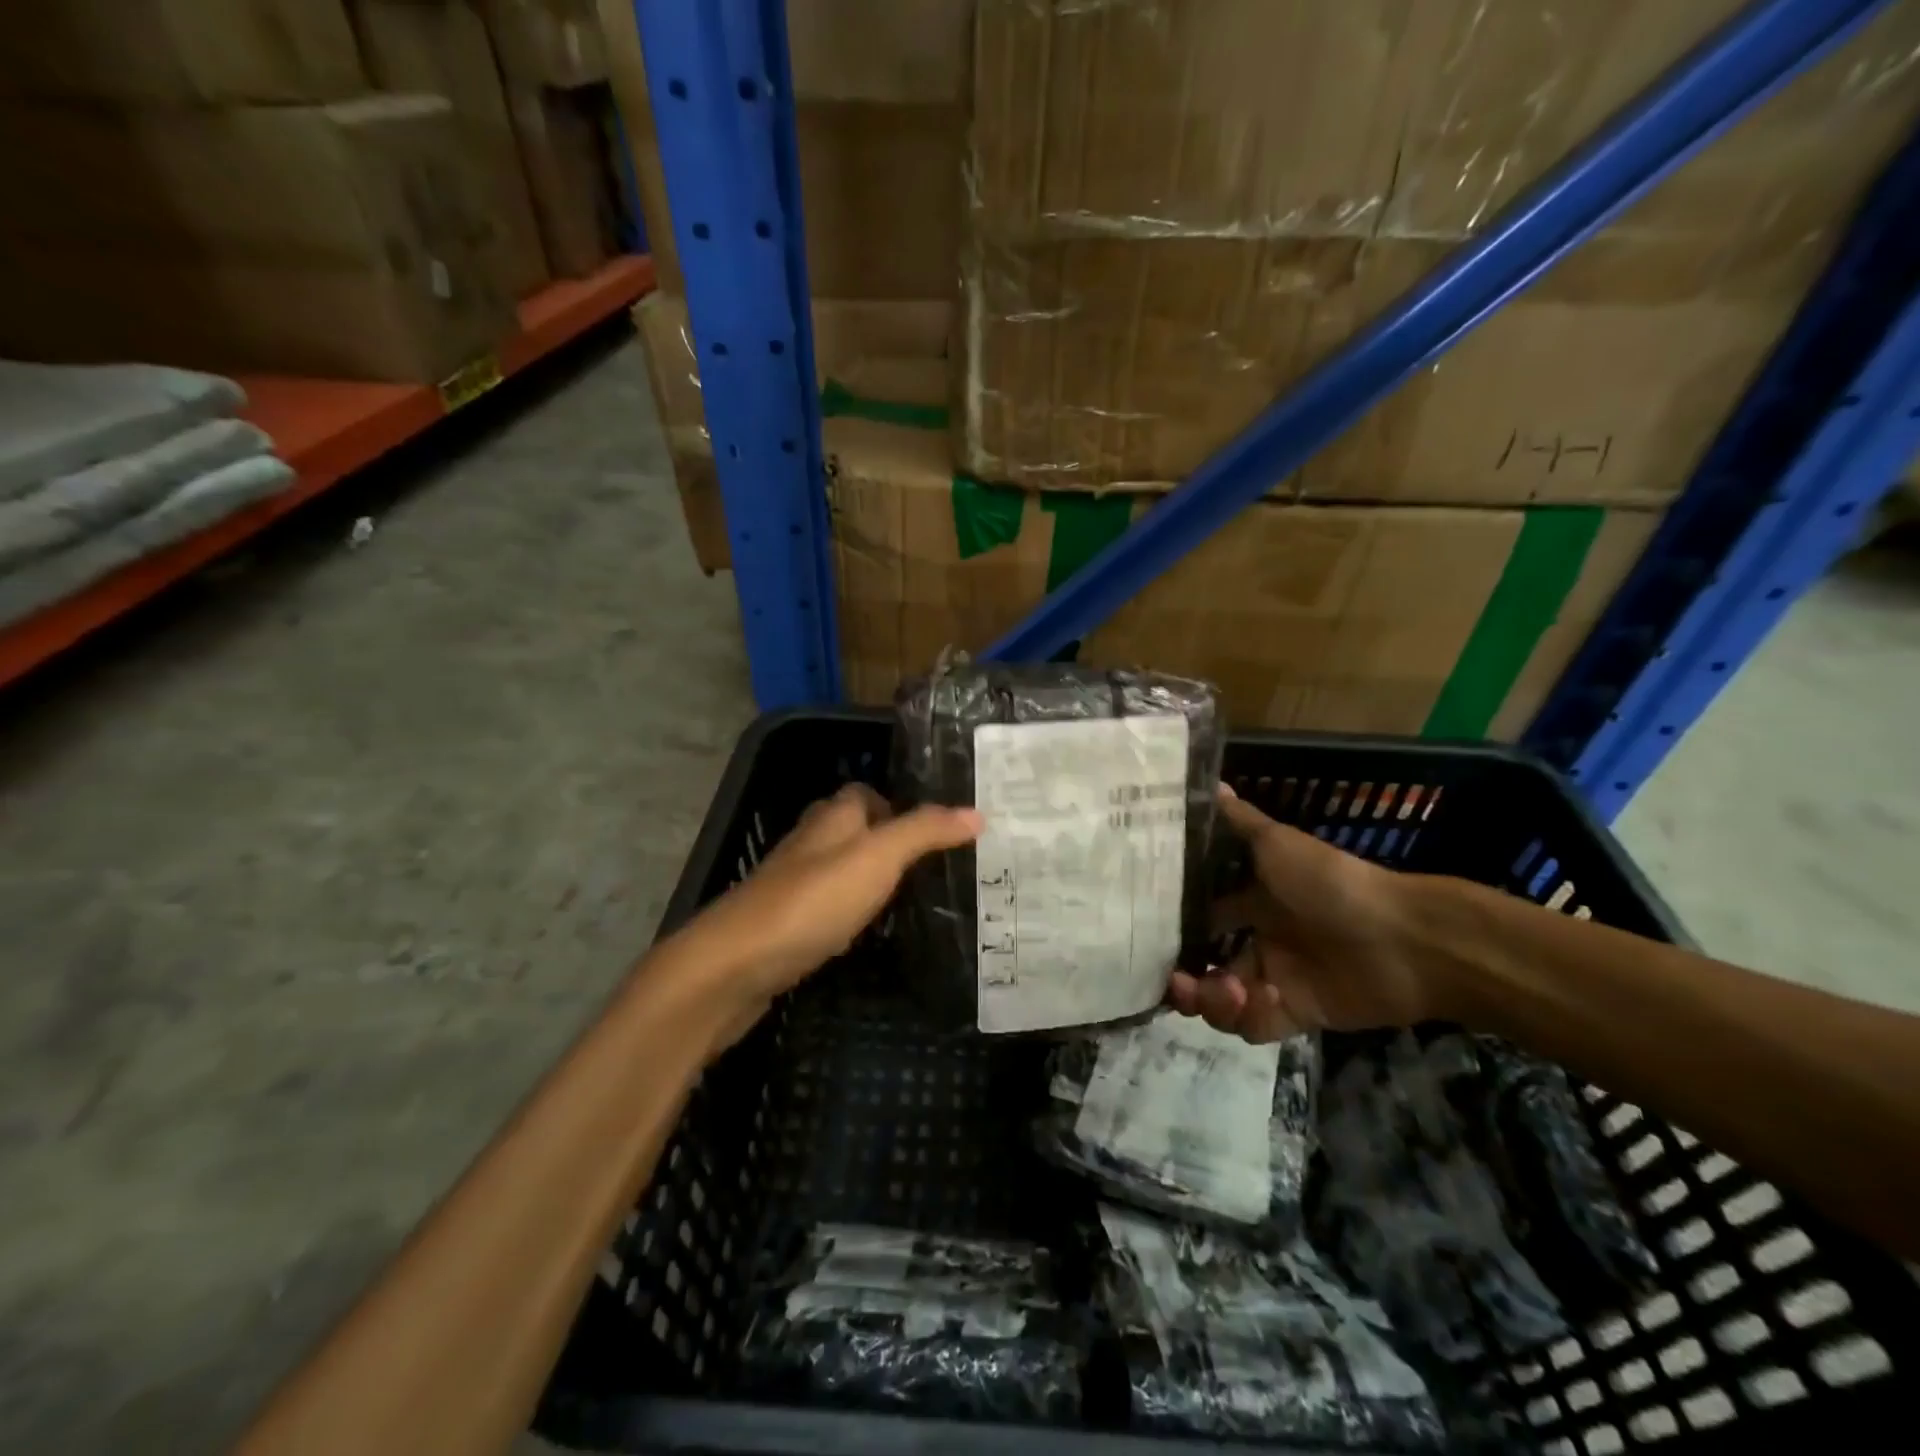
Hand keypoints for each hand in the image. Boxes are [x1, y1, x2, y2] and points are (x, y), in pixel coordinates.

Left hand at [674, 784, 981, 1042]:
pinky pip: (827, 907)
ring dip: (870, 879)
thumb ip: (925, 832)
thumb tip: (976, 812)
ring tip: (916, 898)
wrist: (736, 965)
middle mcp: (810, 844)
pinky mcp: (785, 924)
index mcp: (831, 818)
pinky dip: (850, 912)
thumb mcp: (878, 858)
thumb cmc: (812, 900)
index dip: (897, 805)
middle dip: (888, 842)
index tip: (937, 829)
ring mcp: (793, 885)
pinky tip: (869, 933)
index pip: (864, 794)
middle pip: (853, 831)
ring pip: (840, 870)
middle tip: (936, 866)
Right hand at [1168, 785, 1432, 1041]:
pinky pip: (1254, 1026)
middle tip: (1172, 979)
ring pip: (1221, 1000)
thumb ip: (1239, 822)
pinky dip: (1249, 1016)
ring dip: (1210, 1000)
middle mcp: (1258, 940)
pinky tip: (1262, 997)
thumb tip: (1209, 783)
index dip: (1171, 925)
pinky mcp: (1295, 1014)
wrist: (1404, 938)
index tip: (1144, 931)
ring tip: (1223, 989)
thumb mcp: (1278, 844)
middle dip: (1181, 976)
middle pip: (1203, 965)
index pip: (1198, 916)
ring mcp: (1275, 980)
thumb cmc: (1331, 882)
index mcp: (1251, 902)